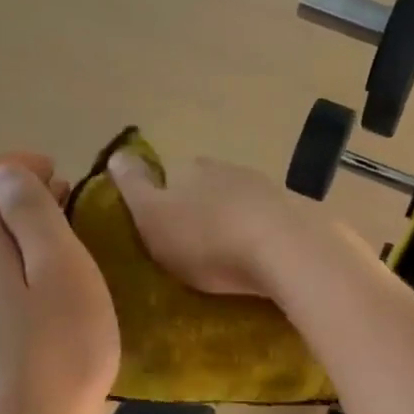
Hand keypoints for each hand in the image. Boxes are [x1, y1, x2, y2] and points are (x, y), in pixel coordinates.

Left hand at [0, 155, 119, 413]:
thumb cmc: (60, 351)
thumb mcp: (64, 270)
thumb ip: (33, 213)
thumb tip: (7, 176)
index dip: (14, 168)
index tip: (61, 185)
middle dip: (14, 203)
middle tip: (67, 222)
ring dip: (6, 240)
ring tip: (51, 263)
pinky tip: (28, 305)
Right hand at [106, 149, 313, 296]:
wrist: (279, 254)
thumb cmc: (205, 240)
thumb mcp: (152, 217)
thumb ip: (133, 187)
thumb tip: (117, 153)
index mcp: (193, 168)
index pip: (174, 177)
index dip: (168, 201)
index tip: (168, 230)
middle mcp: (232, 170)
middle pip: (211, 189)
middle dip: (204, 212)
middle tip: (199, 248)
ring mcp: (268, 191)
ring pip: (242, 204)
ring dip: (235, 224)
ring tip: (231, 257)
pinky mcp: (295, 216)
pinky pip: (270, 225)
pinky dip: (262, 237)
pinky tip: (260, 259)